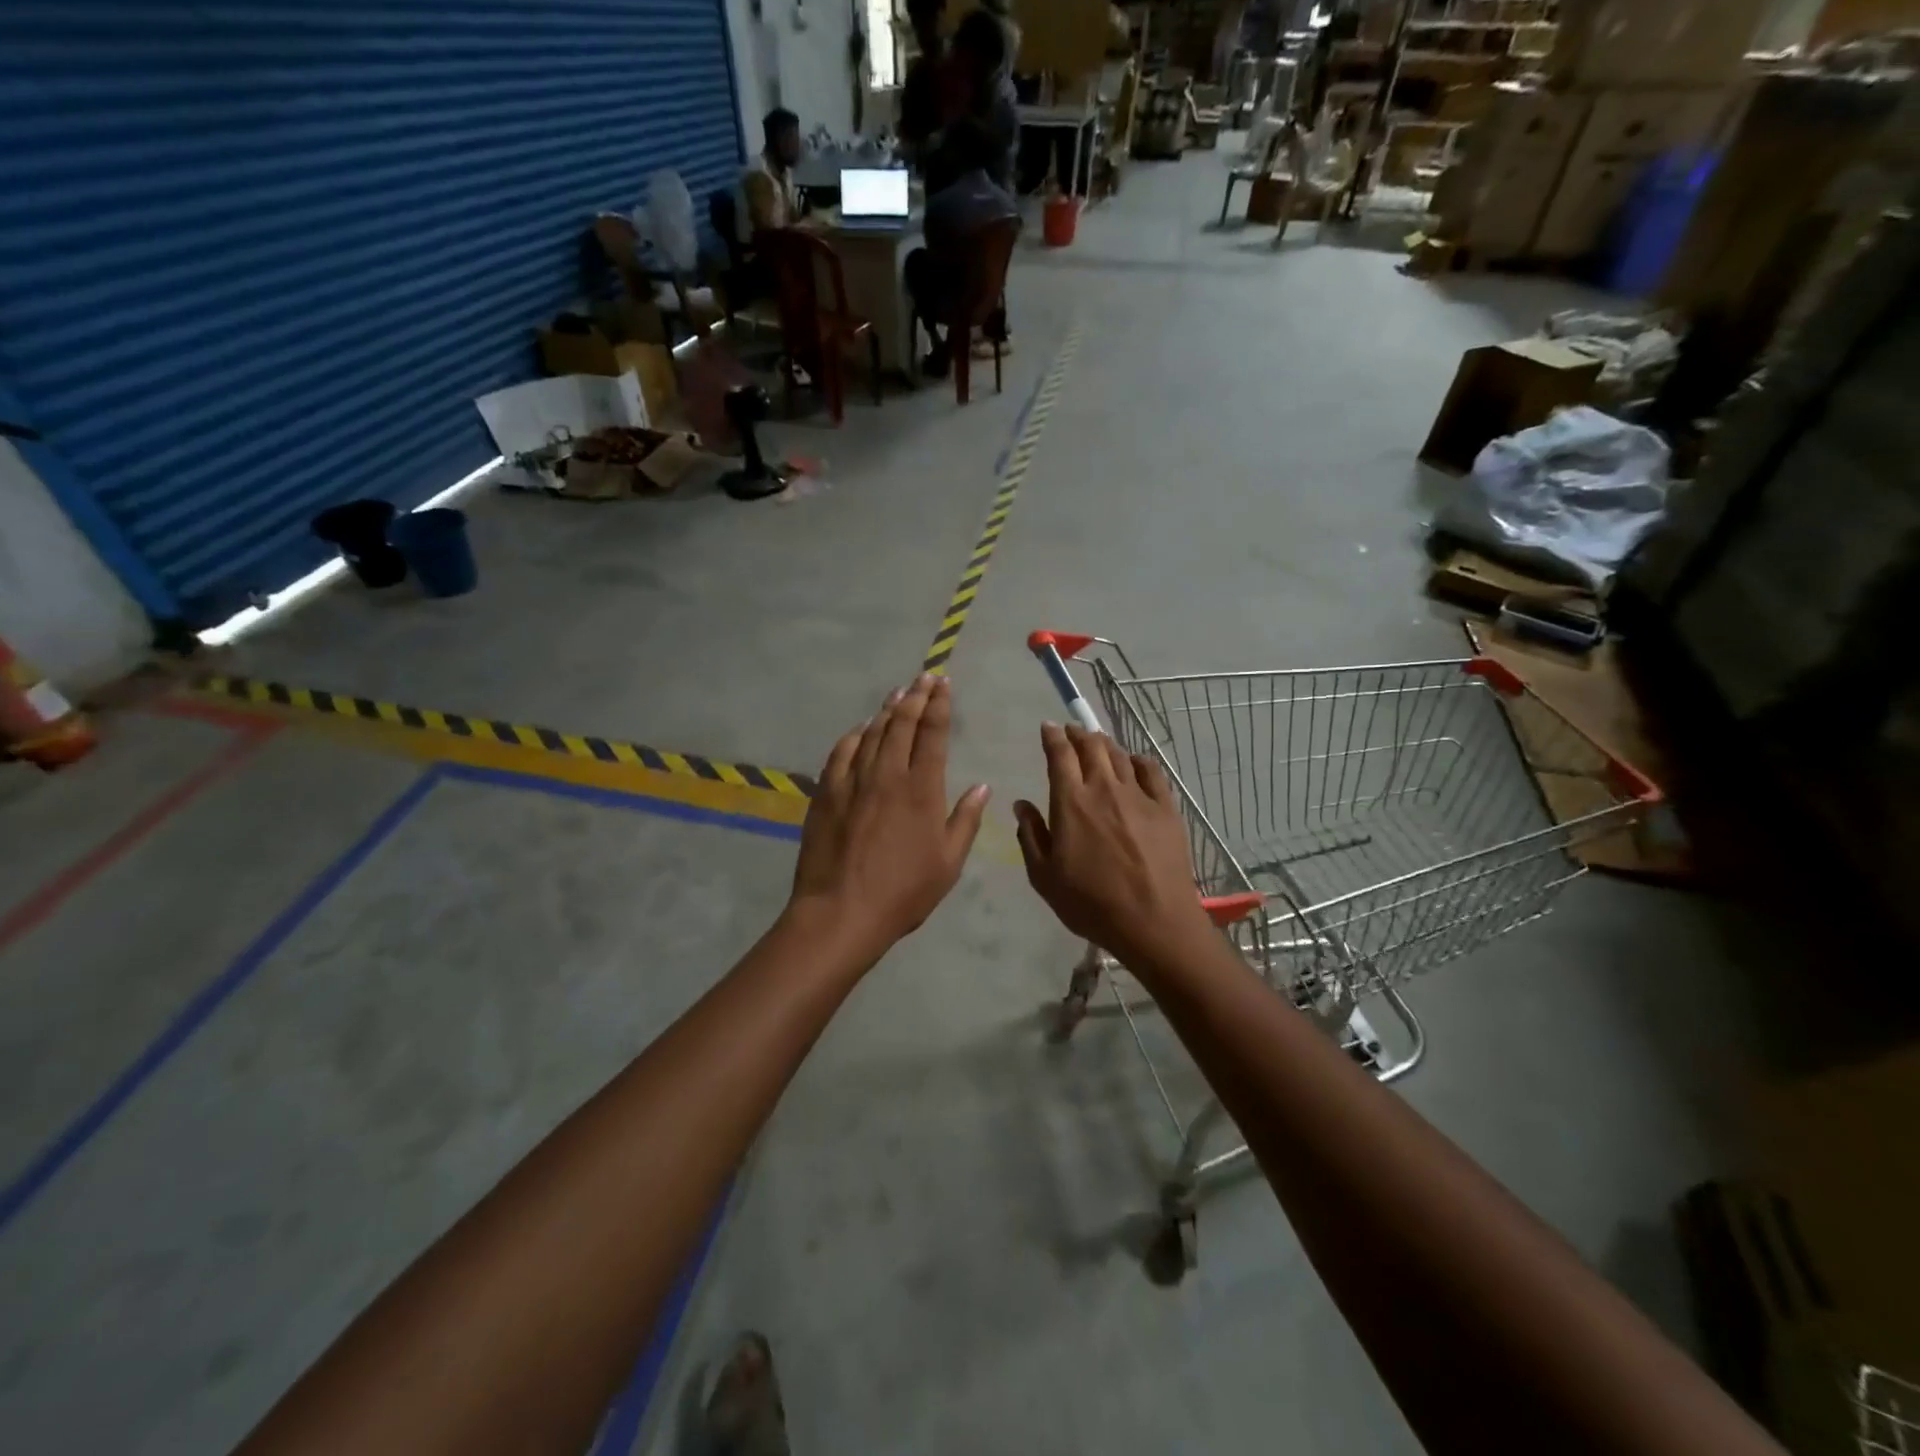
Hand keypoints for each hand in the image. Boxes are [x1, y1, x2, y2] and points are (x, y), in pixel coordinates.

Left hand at [790, 675, 989, 957]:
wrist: (841, 911)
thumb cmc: (903, 892)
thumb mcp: (948, 862)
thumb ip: (966, 820)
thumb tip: (983, 786)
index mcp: (922, 788)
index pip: (933, 733)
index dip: (939, 705)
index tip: (943, 683)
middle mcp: (888, 774)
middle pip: (902, 724)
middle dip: (916, 696)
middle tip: (924, 677)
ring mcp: (853, 780)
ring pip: (872, 733)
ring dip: (887, 710)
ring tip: (899, 693)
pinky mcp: (826, 792)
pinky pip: (841, 752)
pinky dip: (854, 735)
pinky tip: (860, 729)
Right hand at [1014, 725, 1211, 964]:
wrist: (1153, 922)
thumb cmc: (1091, 904)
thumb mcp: (1044, 877)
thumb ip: (1030, 835)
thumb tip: (1021, 804)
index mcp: (1071, 802)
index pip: (1059, 755)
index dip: (1053, 736)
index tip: (1048, 727)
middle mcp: (1104, 788)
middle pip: (1091, 746)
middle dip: (1078, 733)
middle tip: (1071, 731)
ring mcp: (1139, 796)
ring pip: (1119, 755)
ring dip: (1104, 744)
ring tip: (1097, 742)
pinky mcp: (1166, 808)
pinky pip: (1151, 771)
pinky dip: (1138, 760)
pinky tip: (1133, 762)